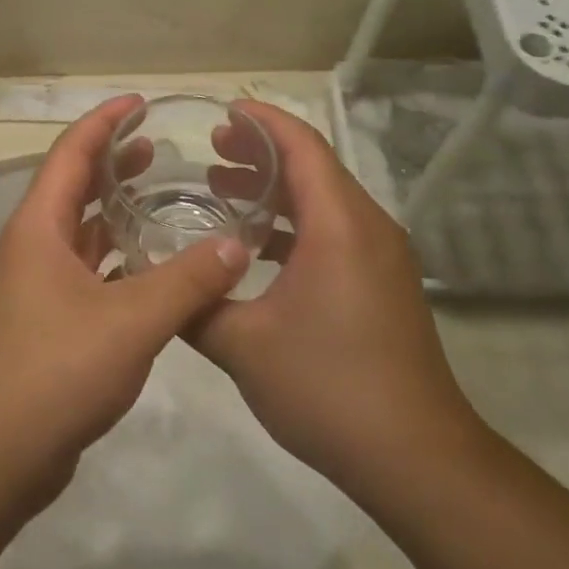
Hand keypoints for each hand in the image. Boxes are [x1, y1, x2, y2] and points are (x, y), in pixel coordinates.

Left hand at [0, 95, 250, 498]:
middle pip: (72, 187)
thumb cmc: (55, 372)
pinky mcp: (48, 321)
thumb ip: (187, 282)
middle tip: (159, 148)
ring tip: (160, 198)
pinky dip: (118, 258)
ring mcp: (37, 286)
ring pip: (81, 232)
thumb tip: (237, 246)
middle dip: (112, 162)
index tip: (141, 103)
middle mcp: (33, 247)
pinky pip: (88, 271)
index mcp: (39, 228)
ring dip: (115, 212)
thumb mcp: (131, 322)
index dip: (105, 122)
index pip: (71, 154)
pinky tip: (153, 267)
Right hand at [191, 101, 487, 496]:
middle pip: (314, 168)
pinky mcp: (381, 285)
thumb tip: (153, 283)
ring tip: (221, 188)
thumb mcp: (242, 345)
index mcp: (339, 226)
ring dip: (275, 191)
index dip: (261, 121)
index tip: (220, 112)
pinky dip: (292, 226)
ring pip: (324, 202)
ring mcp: (380, 258)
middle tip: (210, 150)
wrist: (414, 457)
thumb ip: (192, 304)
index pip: (301, 146)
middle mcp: (367, 229)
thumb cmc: (327, 387)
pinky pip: (334, 233)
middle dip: (262, 153)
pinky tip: (254, 249)